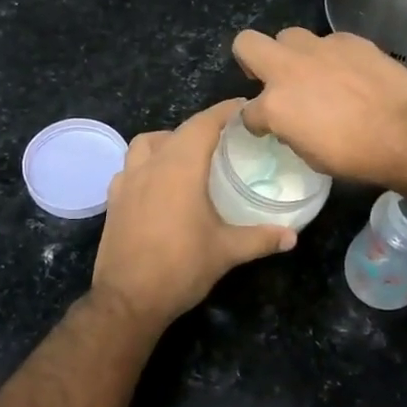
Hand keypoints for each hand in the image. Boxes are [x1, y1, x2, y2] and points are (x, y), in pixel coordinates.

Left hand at [91, 98, 294, 328]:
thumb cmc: (181, 267)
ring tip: (188, 156)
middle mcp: (151, 165)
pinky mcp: (114, 200)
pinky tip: (159, 185)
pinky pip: (130, 168)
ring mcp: (127, 181)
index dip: (225, 111)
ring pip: (146, 144)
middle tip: (227, 137)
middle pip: (177, 131)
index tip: (244, 107)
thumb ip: (261, 238)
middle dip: (202, 127)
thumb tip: (292, 236)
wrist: (127, 299)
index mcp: (180, 167)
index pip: (204, 124)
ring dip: (168, 141)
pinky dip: (146, 165)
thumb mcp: (227, 251)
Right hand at [231, 27, 406, 188]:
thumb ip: (290, 130)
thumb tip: (290, 122)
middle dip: (251, 59)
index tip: (266, 128)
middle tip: (270, 79)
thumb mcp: (310, 155)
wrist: (406, 133)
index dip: (255, 122)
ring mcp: (320, 49)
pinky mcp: (349, 40)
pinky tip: (349, 73)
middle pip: (247, 43)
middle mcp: (289, 68)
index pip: (247, 112)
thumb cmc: (355, 155)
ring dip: (293, 54)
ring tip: (313, 73)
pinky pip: (329, 42)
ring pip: (290, 36)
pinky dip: (331, 57)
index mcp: (275, 104)